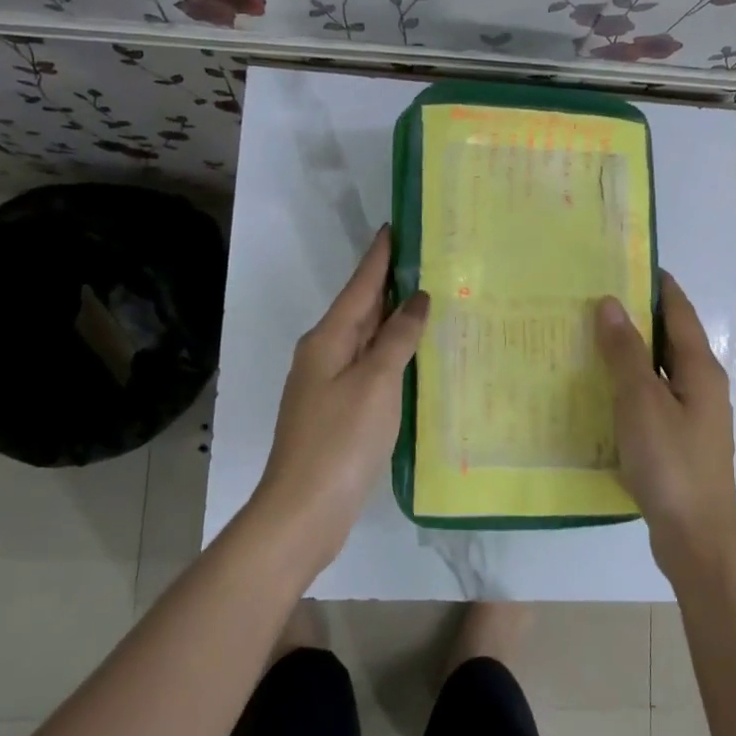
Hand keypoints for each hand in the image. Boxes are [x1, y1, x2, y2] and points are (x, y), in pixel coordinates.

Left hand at [251, 226, 428, 563]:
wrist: (304, 510)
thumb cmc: (341, 440)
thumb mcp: (376, 382)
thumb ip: (398, 338)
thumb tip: (417, 299)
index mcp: (328, 339)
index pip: (360, 285)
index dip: (380, 256)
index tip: (396, 226)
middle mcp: (324, 354)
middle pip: (361, 309)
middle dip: (392, 284)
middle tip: (429, 259)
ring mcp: (329, 384)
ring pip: (367, 339)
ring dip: (395, 319)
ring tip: (431, 299)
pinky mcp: (340, 411)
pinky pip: (370, 368)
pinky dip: (393, 355)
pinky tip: (415, 356)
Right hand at [594, 272, 735, 579]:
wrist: (696, 537)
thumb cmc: (671, 463)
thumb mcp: (642, 402)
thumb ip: (625, 352)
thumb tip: (611, 303)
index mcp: (699, 369)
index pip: (679, 311)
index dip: (656, 284)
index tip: (625, 262)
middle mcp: (701, 386)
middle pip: (669, 339)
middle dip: (637, 317)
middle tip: (592, 300)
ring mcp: (691, 416)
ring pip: (658, 371)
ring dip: (629, 353)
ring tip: (588, 339)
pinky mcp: (678, 442)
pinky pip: (651, 400)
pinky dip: (628, 387)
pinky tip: (599, 392)